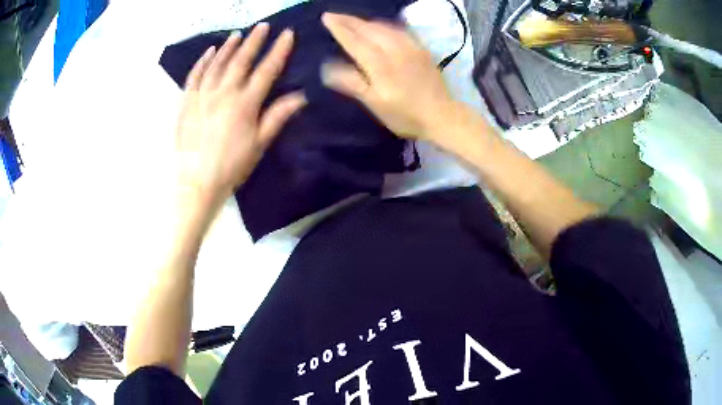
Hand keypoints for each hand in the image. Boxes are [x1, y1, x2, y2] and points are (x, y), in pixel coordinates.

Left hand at [176, 23, 305, 207]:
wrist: (197, 182)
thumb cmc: (232, 166)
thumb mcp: (259, 144)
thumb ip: (277, 116)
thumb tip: (300, 96)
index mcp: (246, 103)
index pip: (267, 70)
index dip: (279, 50)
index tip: (287, 34)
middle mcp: (224, 92)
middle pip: (241, 60)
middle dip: (254, 41)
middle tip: (263, 26)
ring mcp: (203, 95)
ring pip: (217, 63)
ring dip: (229, 47)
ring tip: (238, 34)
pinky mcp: (187, 102)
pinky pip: (195, 76)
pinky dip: (203, 61)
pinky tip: (209, 51)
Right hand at [321, 13, 455, 141]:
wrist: (442, 115)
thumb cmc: (405, 115)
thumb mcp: (375, 104)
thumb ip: (352, 82)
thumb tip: (327, 68)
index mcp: (379, 64)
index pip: (354, 40)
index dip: (339, 28)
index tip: (326, 17)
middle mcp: (394, 49)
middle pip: (369, 28)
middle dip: (349, 20)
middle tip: (334, 15)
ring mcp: (410, 47)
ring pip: (384, 26)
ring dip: (366, 21)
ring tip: (353, 20)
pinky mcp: (421, 49)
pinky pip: (400, 30)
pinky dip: (385, 25)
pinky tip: (382, 26)